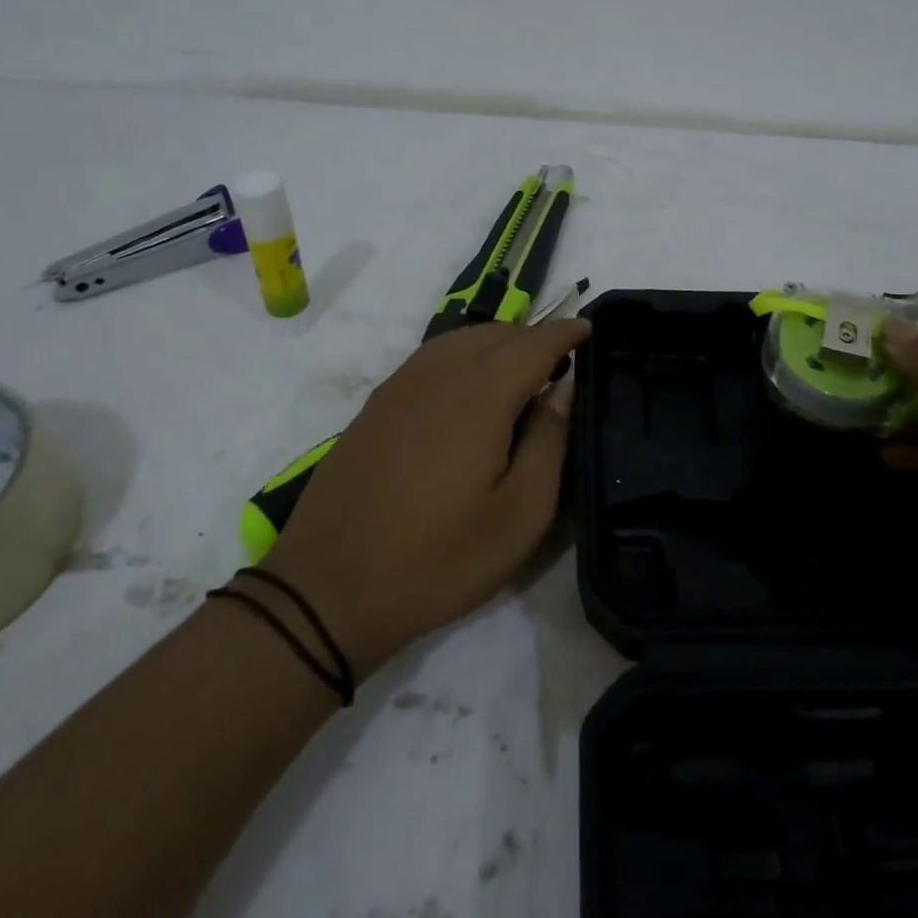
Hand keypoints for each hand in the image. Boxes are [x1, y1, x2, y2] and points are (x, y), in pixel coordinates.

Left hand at [261, 319, 589, 675]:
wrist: (327, 589)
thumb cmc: (437, 558)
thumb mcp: (518, 516)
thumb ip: (549, 442)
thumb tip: (562, 390)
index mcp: (480, 394)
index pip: (535, 342)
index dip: (566, 331)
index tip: (590, 328)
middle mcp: (440, 373)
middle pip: (499, 333)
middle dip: (535, 338)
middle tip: (560, 366)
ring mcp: (402, 384)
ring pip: (463, 339)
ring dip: (499, 344)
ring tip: (520, 376)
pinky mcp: (378, 402)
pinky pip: (433, 356)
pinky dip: (464, 355)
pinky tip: (469, 390)